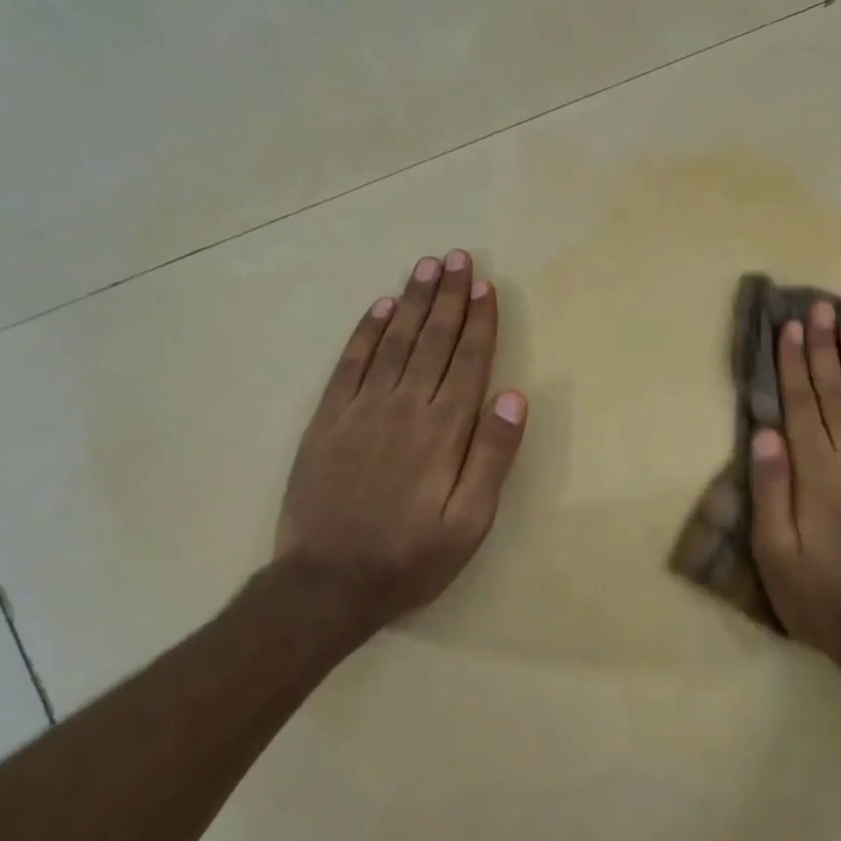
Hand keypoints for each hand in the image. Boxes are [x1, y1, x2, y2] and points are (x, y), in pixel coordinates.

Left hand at [276, 249, 526, 640]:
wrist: (328, 583)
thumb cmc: (411, 557)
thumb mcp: (470, 522)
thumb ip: (492, 456)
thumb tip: (513, 396)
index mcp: (443, 430)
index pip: (467, 362)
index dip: (479, 322)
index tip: (487, 286)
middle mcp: (404, 407)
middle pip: (432, 340)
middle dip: (449, 297)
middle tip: (459, 257)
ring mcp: (361, 410)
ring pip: (393, 342)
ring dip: (412, 302)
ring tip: (427, 267)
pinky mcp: (328, 420)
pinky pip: (349, 364)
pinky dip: (365, 333)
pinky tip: (378, 309)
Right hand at [749, 299, 840, 681]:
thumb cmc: (819, 597)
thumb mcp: (775, 553)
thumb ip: (771, 490)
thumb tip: (765, 432)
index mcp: (817, 474)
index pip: (801, 407)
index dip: (794, 365)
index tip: (790, 328)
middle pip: (836, 396)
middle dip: (825, 349)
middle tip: (821, 307)